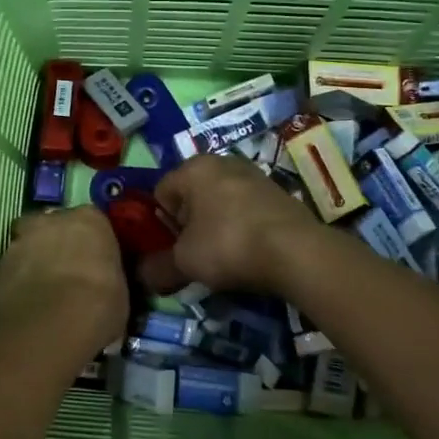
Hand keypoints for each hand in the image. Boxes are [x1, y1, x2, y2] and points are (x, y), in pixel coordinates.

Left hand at [0, 207, 126, 355]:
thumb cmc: (99, 303)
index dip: (92, 243)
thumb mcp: (121, 291)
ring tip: (44, 291)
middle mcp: (54, 219)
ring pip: (30, 243)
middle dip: (59, 244)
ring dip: (35, 259)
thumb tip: (106, 286)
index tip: (95, 262)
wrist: (51, 325)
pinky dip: (18, 279)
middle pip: (56, 226)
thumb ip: (110, 277)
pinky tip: (26, 302)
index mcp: (91, 219)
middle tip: (68, 273)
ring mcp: (22, 238)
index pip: (93, 222)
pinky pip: (13, 267)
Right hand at [141, 155, 322, 296]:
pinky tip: (250, 251)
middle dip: (190, 225)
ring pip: (220, 203)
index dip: (161, 225)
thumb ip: (158, 268)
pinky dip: (242, 227)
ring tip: (225, 256)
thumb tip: (142, 276)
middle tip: (197, 255)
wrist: (295, 250)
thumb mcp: (185, 262)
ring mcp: (253, 174)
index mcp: (193, 168)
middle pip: (191, 196)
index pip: (160, 194)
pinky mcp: (277, 191)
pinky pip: (246, 209)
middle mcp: (222, 162)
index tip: (173, 250)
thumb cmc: (228, 245)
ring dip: (217, 226)